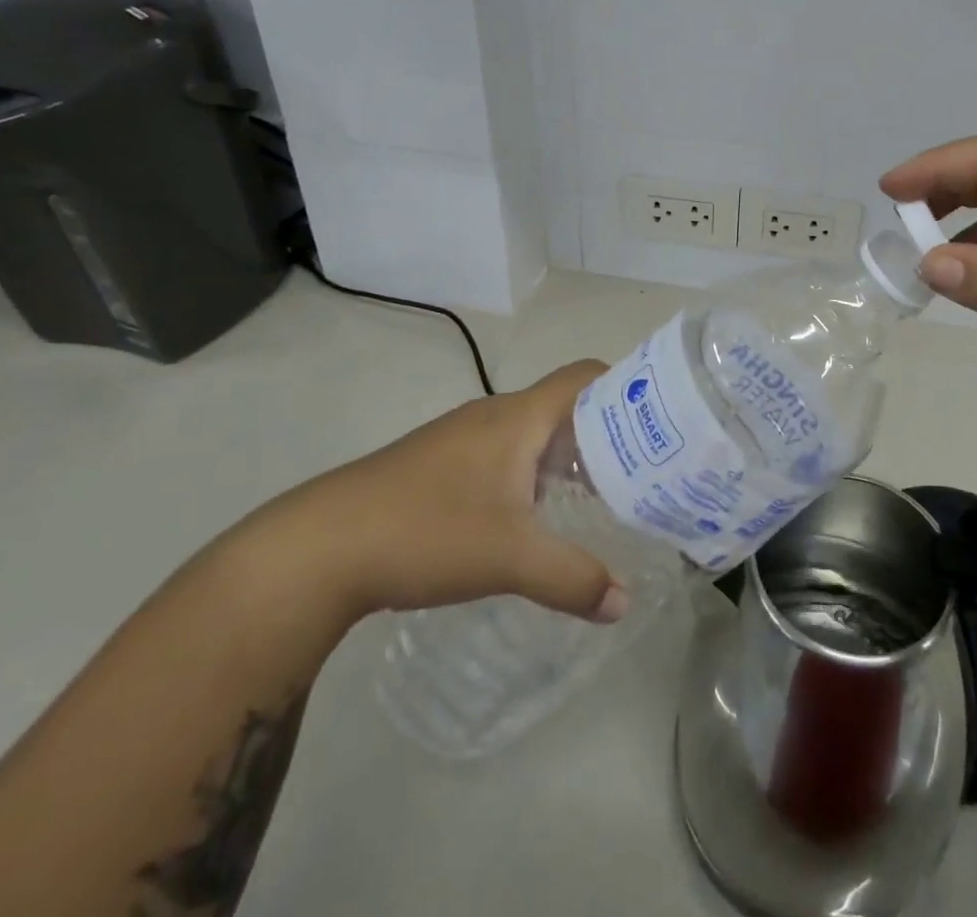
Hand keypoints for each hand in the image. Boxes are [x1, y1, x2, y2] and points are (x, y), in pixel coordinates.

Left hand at [257, 361, 628, 625]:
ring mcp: (464, 439)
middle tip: (643, 473)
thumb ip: (572, 578)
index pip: (586, 375)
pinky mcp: (441, 466)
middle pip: (566, 406)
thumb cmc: (425, 530)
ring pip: (534, 434)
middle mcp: (495, 415)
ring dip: (568, 458)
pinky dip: (534, 475)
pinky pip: (507, 455)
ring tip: (600, 499)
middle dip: (606, 434)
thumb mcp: (509, 558)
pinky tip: (535, 520)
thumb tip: (623, 602)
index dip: (626, 387)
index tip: (659, 422)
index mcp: (519, 416)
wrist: (316, 548)